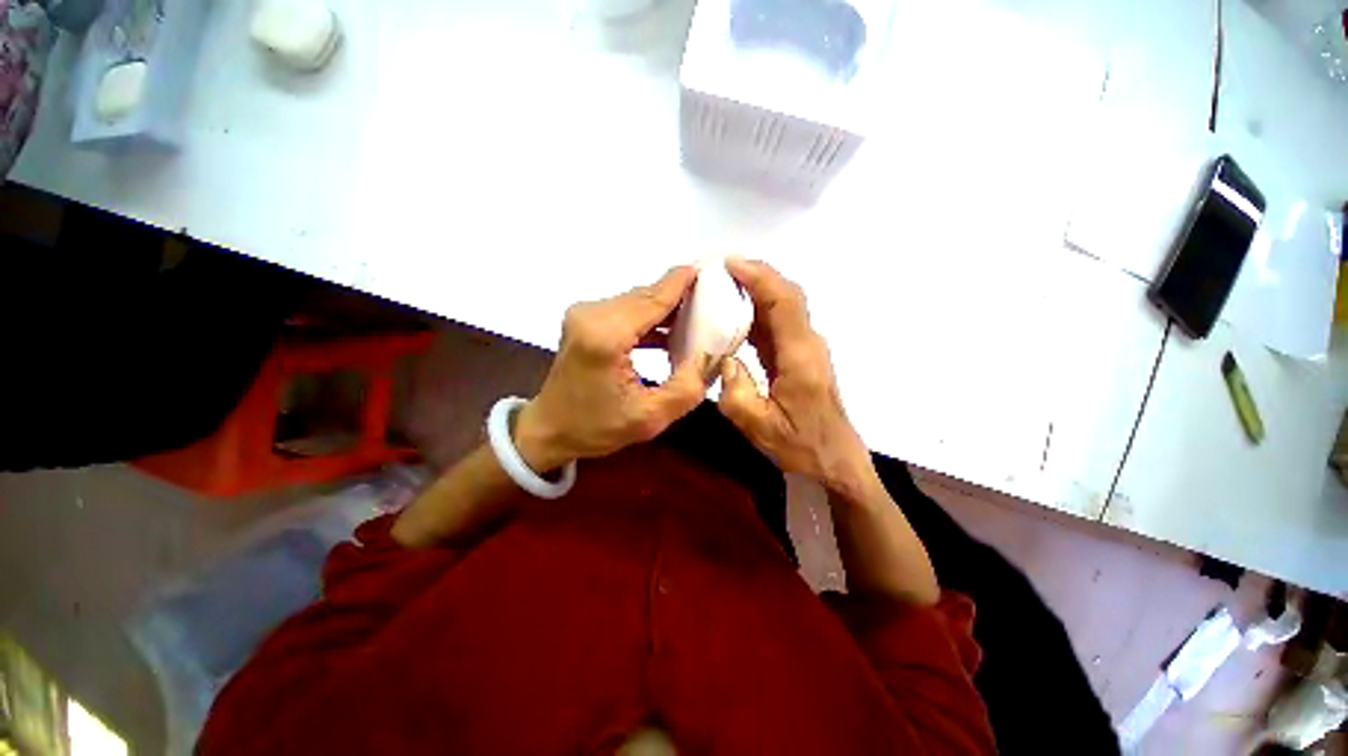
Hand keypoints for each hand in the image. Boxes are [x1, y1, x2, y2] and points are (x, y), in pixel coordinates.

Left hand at [514, 267, 712, 471]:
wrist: (549, 429)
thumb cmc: (596, 428)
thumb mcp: (650, 418)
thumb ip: (687, 387)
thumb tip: (710, 355)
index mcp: (606, 335)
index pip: (653, 299)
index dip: (682, 282)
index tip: (710, 266)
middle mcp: (592, 314)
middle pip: (645, 296)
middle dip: (679, 295)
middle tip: (713, 298)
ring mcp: (584, 314)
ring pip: (636, 300)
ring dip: (665, 307)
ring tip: (697, 315)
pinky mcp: (584, 320)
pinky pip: (626, 310)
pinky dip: (649, 317)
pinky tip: (669, 330)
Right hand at [717, 259, 871, 494]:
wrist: (835, 460)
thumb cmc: (801, 447)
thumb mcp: (760, 427)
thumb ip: (736, 392)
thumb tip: (725, 359)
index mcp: (800, 356)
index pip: (782, 302)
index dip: (757, 277)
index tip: (729, 264)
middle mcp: (807, 344)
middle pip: (786, 295)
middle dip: (756, 275)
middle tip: (720, 269)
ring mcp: (805, 349)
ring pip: (782, 306)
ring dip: (756, 290)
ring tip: (723, 285)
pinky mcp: (799, 357)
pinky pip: (778, 324)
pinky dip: (757, 311)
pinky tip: (736, 315)